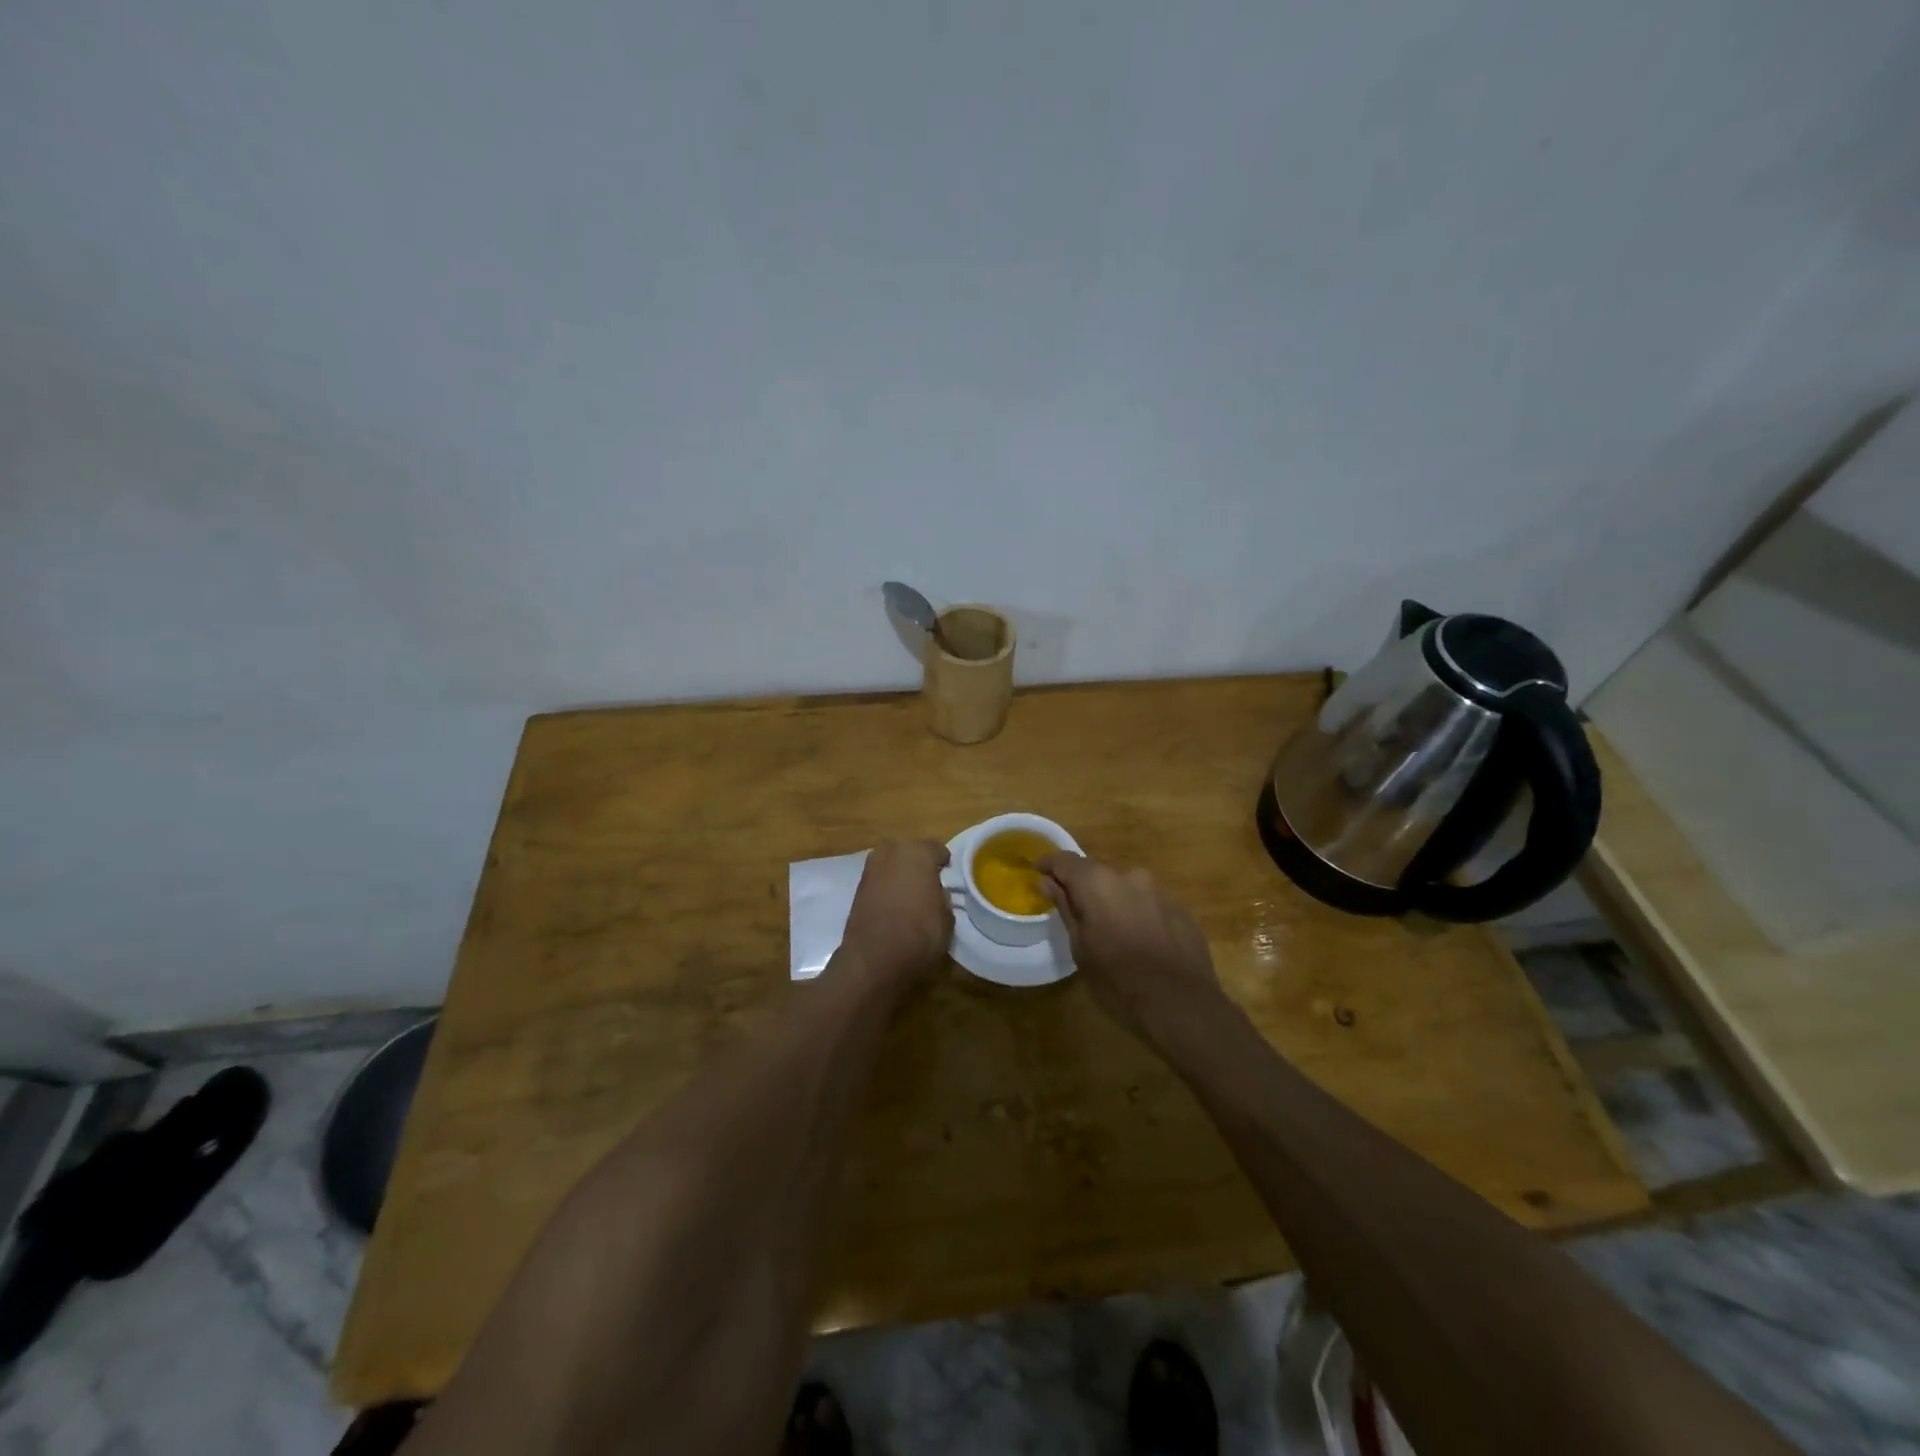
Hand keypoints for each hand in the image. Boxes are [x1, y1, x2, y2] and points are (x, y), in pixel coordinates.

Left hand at [839, 839, 952, 993]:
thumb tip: (936, 892)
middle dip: (919, 864)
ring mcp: (871, 867)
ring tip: (909, 896)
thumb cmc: (919, 934)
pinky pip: (879, 879)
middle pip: (911, 851)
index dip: (944, 865)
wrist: (874, 959)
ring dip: (900, 874)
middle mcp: (892, 851)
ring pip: (892, 863)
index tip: (948, 879)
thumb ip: (943, 897)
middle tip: (928, 885)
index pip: (938, 849)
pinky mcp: (857, 886)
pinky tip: (892, 905)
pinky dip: (886, 887)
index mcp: (918, 852)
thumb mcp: (947, 918)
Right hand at [1039, 853, 1226, 1045]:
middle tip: (1077, 918)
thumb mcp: (1080, 949)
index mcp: (1099, 883)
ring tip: (1112, 936)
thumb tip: (1048, 882)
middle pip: (1098, 874)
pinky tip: (1141, 945)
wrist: (1183, 1006)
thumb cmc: (1119, 981)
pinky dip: (1139, 916)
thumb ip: (1066, 909)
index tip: (1038, 874)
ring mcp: (1160, 891)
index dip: (1049, 865)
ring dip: (1114, 904)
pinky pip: (1149, 905)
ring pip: (1126, 890)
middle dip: (1085, 890)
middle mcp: (1130, 876)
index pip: (1066, 860)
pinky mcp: (1182, 910)